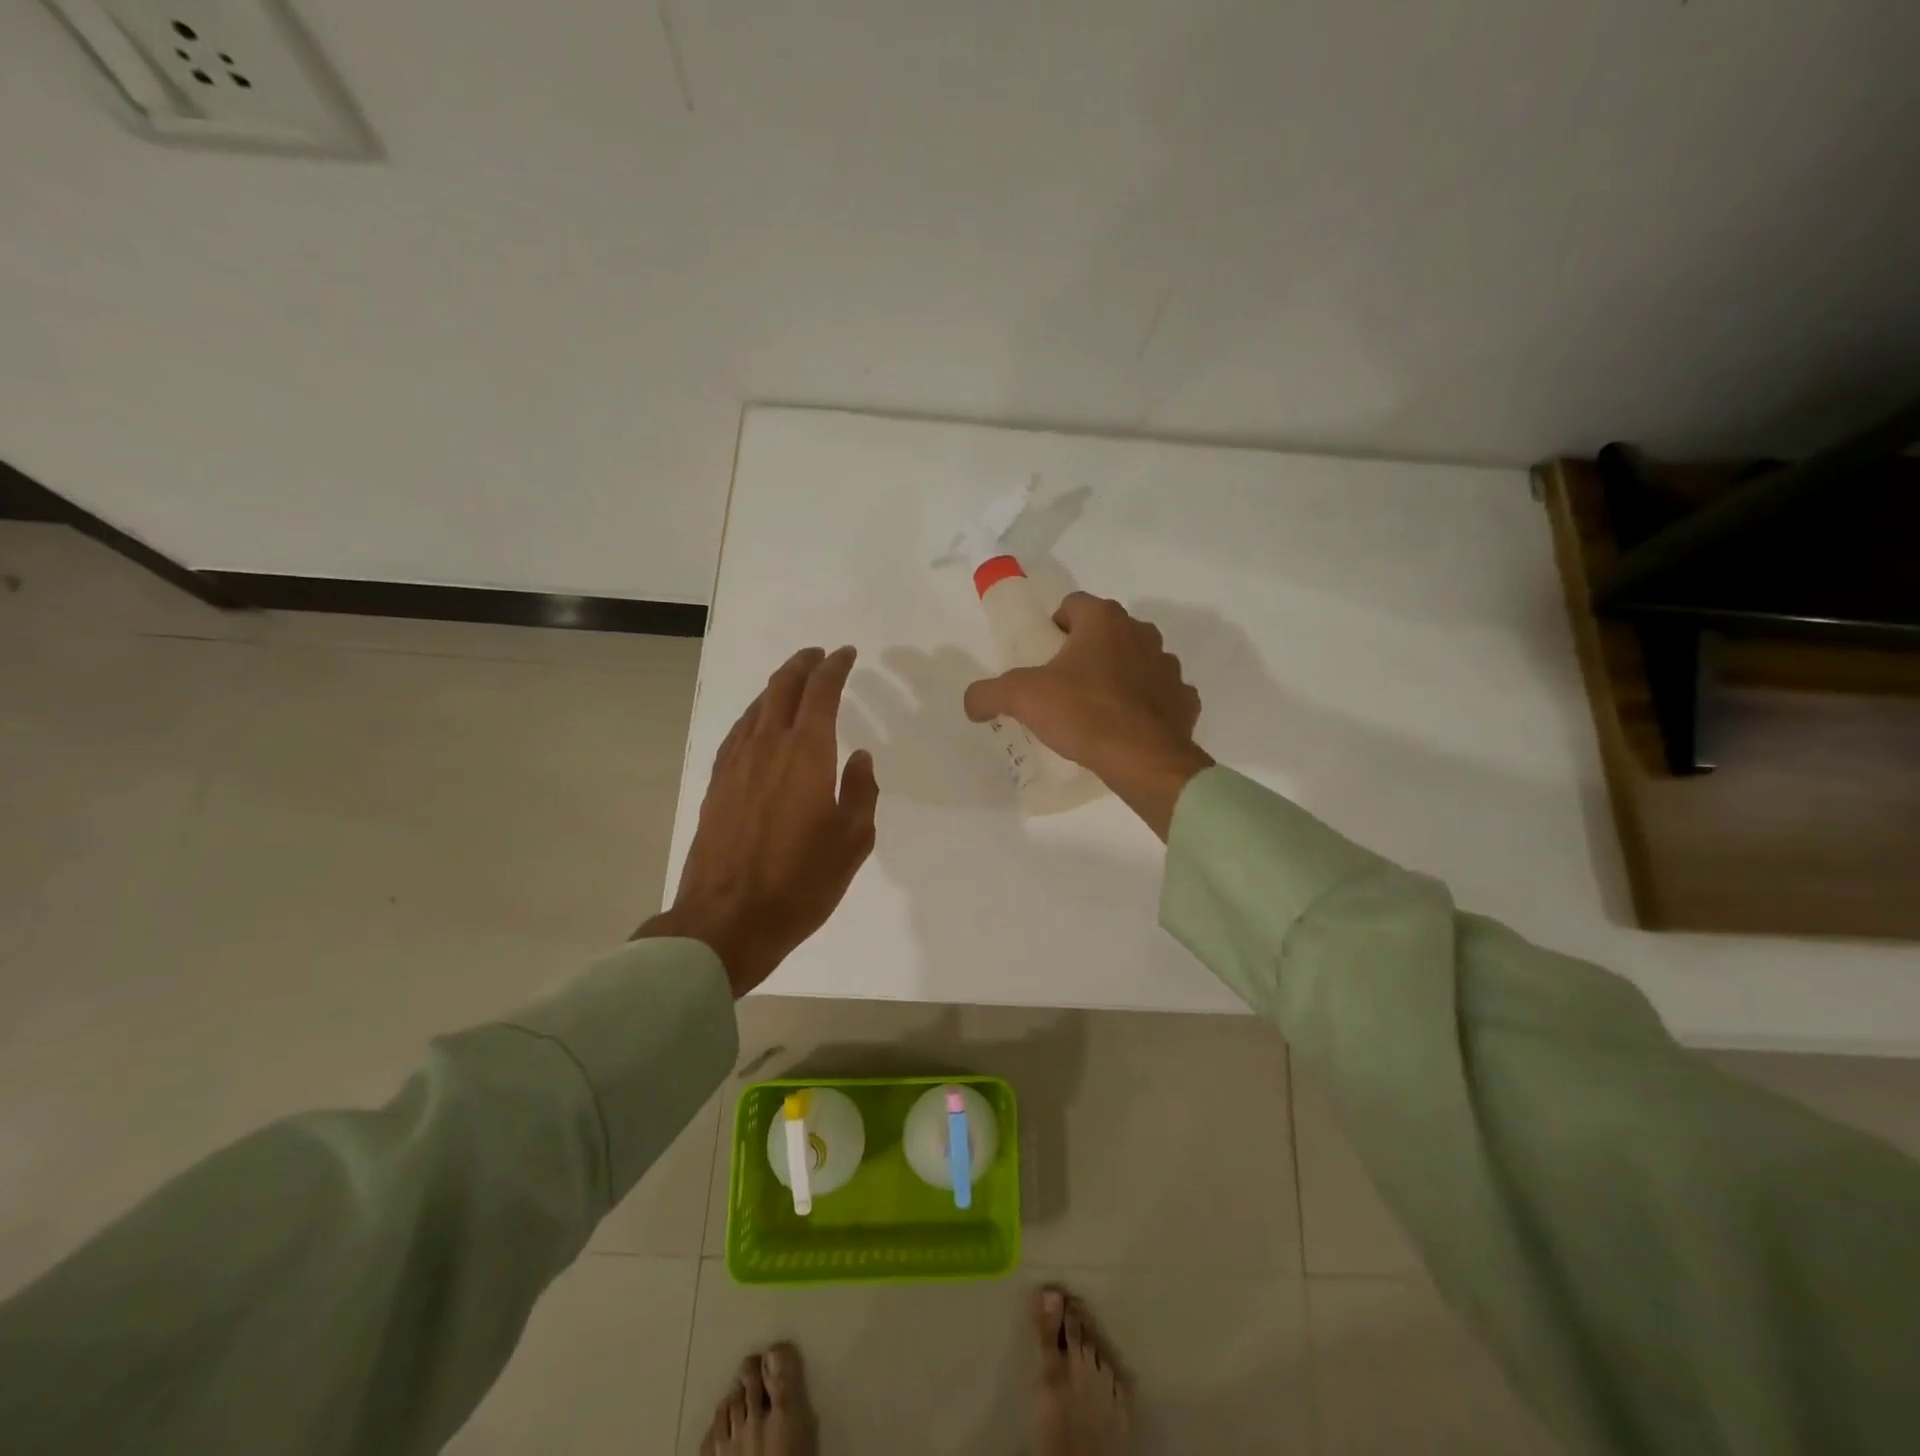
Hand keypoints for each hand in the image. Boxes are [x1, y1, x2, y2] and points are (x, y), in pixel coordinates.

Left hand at [640, 646, 877, 996]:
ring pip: (756, 708)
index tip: (847, 654)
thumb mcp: (853, 841)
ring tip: (792, 683)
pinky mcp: (716, 785)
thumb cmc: (801, 882)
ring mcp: (735, 764)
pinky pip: (737, 733)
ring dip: (776, 687)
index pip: (821, 692)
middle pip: (781, 688)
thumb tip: (858, 756)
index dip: (835, 668)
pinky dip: (754, 715)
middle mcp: (767, 747)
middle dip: (802, 665)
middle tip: (818, 655)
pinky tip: (758, 724)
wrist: (727, 919)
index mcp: (806, 754)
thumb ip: (860, 791)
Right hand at [963, 594, 1212, 839]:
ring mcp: (1168, 666)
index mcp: (1104, 621)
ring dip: (1119, 674)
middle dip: (1087, 650)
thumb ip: (988, 693)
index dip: (1054, 625)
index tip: (1043, 654)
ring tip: (1096, 706)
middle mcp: (1141, 633)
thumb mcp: (1022, 699)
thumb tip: (972, 703)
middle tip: (1064, 682)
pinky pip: (1161, 694)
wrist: (1143, 759)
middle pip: (1107, 631)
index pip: (1074, 604)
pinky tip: (1127, 726)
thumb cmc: (1083, 714)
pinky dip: (1145, 704)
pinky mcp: (1184, 700)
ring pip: (1137, 660)